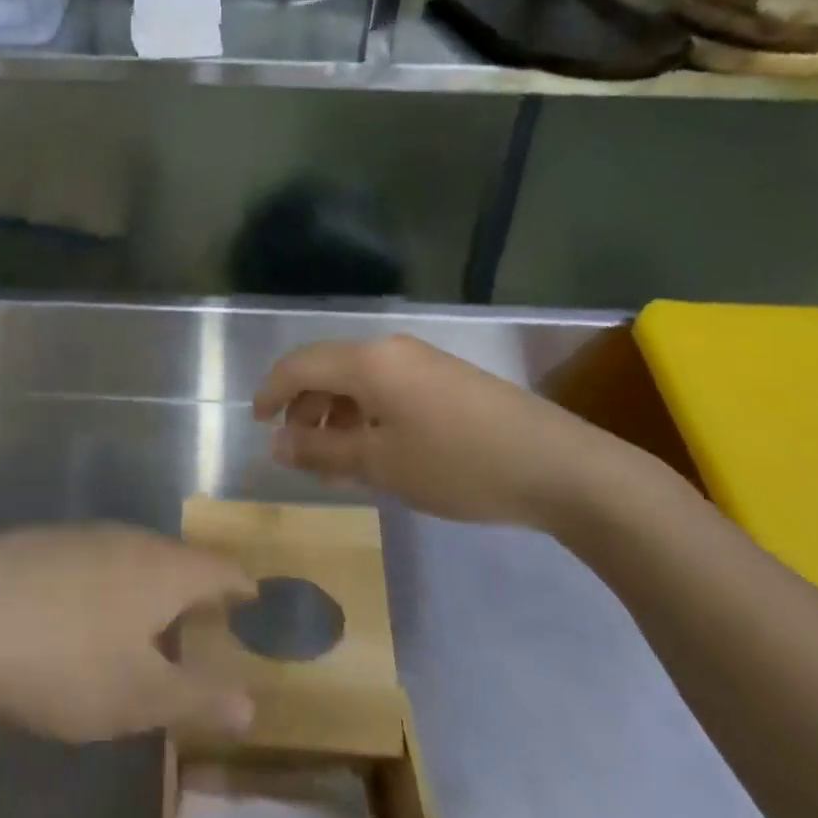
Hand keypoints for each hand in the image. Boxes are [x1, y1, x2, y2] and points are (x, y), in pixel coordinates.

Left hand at [0, 525, 256, 744]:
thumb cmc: (66, 661)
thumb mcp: (140, 696)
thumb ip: (199, 696)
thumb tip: (251, 700)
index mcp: (162, 568)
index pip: (218, 568)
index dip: (240, 585)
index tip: (253, 599)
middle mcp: (127, 539)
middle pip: (176, 558)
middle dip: (194, 588)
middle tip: (204, 621)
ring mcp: (80, 535)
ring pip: (132, 557)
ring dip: (149, 586)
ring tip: (150, 623)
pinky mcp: (41, 543)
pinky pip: (94, 560)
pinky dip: (108, 584)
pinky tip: (86, 614)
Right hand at [253, 335, 622, 528]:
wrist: (561, 468)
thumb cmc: (459, 465)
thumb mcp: (382, 464)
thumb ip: (323, 449)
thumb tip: (276, 441)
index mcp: (368, 361)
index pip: (300, 364)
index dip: (271, 391)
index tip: (256, 423)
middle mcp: (391, 349)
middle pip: (328, 368)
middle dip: (304, 407)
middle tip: (298, 452)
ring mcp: (422, 361)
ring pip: (359, 380)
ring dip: (336, 414)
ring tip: (334, 461)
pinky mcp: (446, 379)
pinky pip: (388, 388)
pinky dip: (367, 415)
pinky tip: (375, 451)